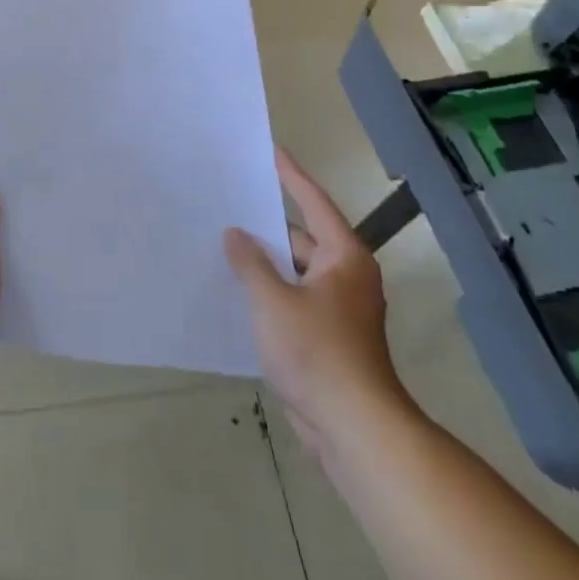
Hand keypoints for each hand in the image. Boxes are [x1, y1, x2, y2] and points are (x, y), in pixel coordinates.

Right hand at [226, 148, 409, 458]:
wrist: (354, 430)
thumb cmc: (317, 353)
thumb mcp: (273, 301)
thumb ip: (250, 263)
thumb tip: (236, 235)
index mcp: (344, 257)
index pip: (313, 202)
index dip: (291, 175)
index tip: (271, 149)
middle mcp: (346, 276)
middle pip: (301, 237)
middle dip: (266, 224)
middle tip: (230, 200)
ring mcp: (338, 310)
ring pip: (295, 271)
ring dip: (265, 262)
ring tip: (224, 241)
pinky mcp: (327, 338)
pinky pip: (293, 299)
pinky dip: (269, 290)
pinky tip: (237, 289)